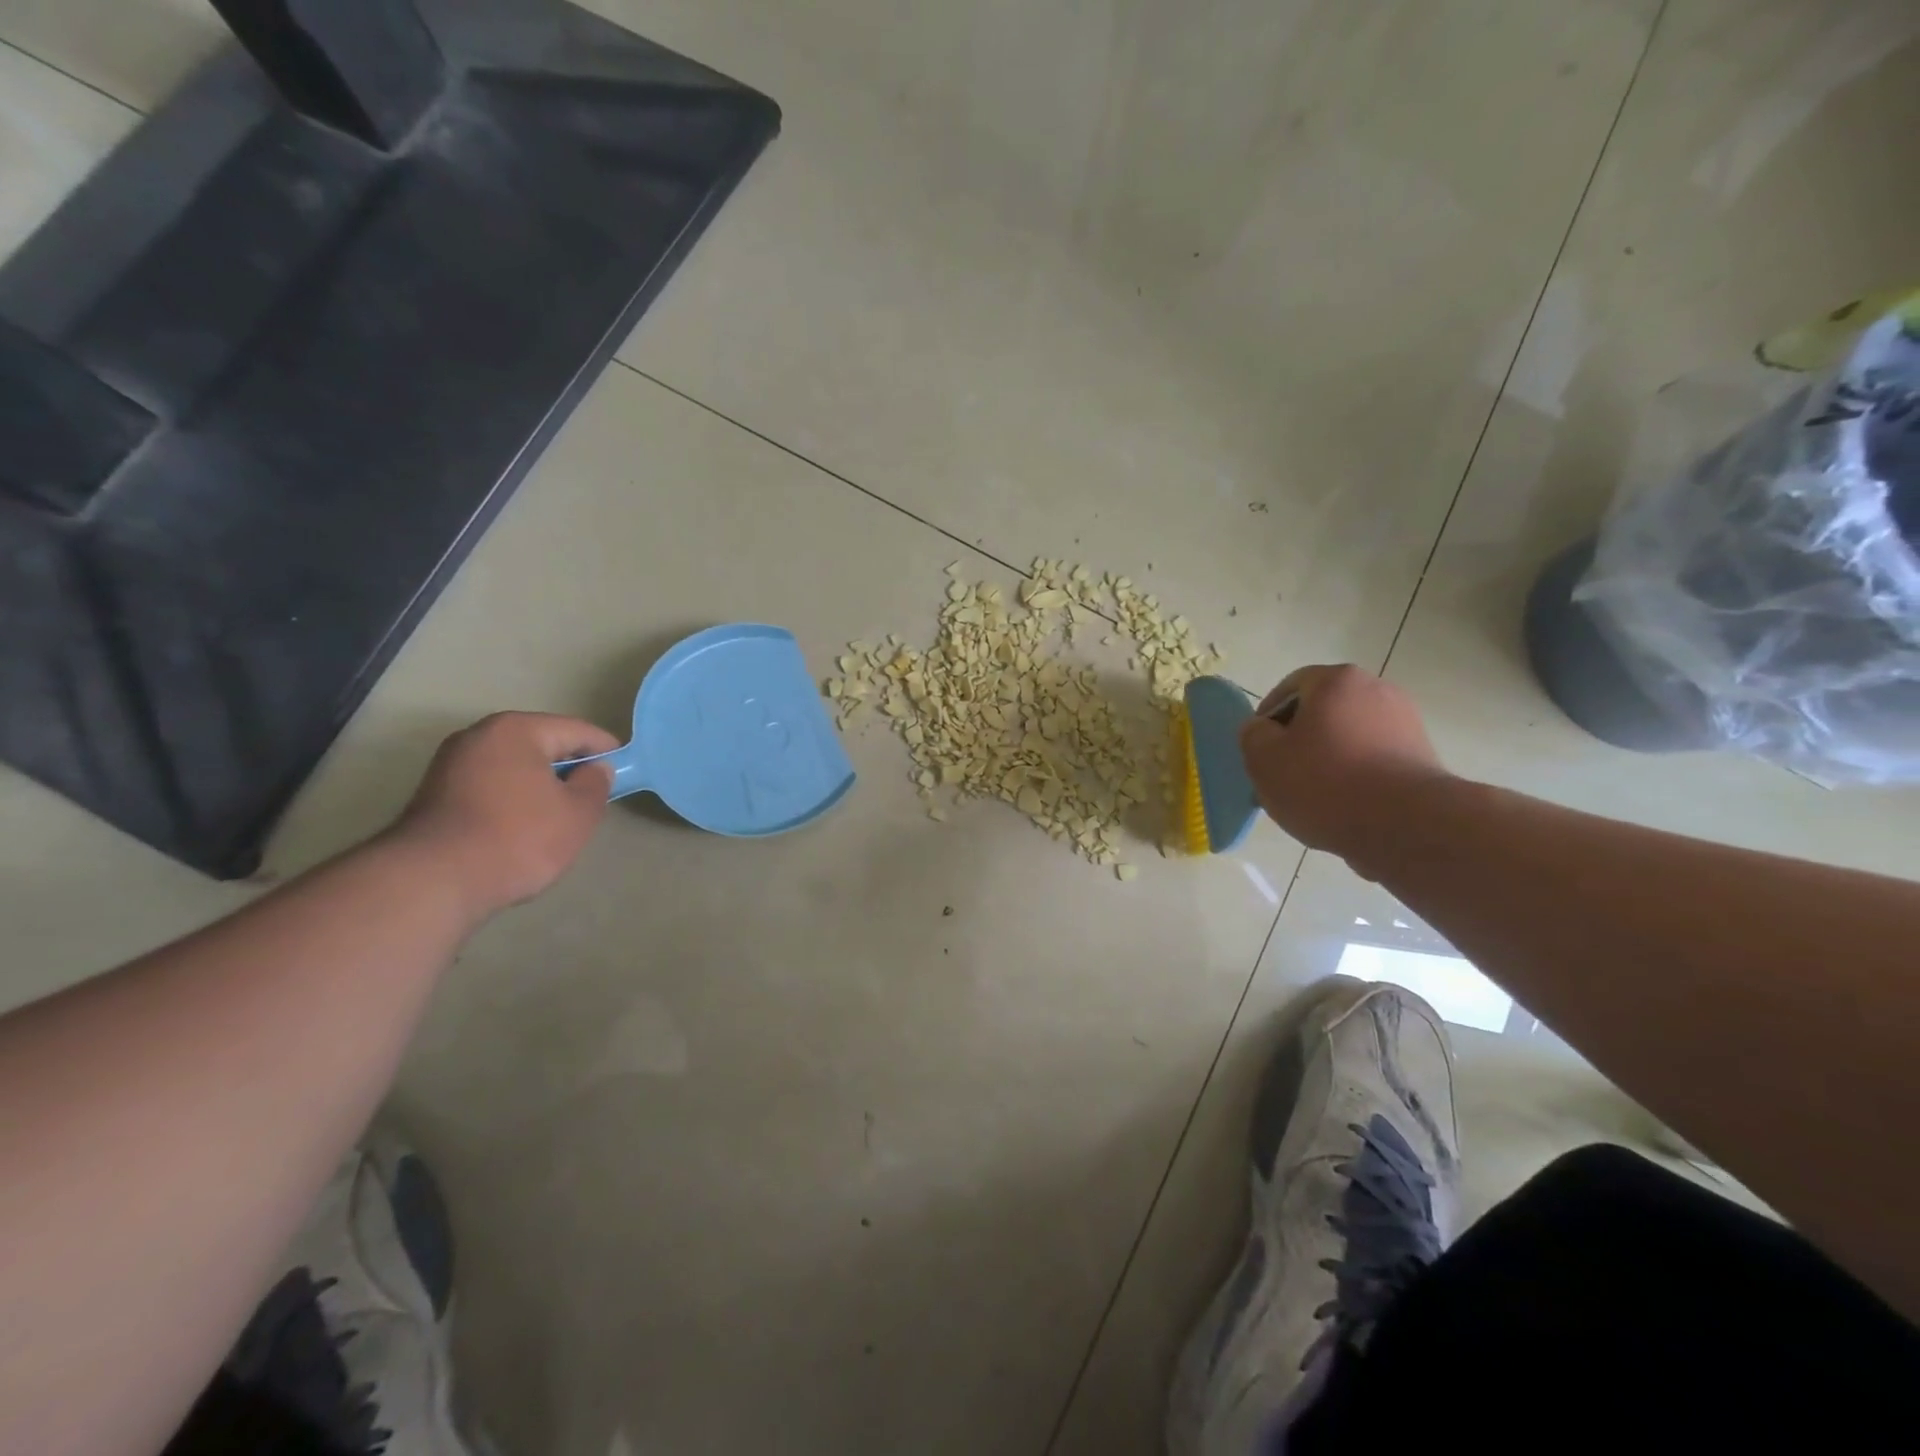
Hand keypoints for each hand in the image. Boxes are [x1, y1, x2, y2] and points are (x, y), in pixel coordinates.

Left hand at [391, 712, 619, 917]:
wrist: (434, 881)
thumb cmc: (519, 837)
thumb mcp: (578, 813)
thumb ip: (596, 784)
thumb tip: (596, 769)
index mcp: (517, 730)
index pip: (576, 730)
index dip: (606, 750)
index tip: (625, 771)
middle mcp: (479, 736)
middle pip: (541, 745)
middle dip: (570, 767)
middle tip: (593, 795)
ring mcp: (450, 764)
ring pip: (514, 767)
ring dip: (539, 785)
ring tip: (560, 816)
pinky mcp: (434, 795)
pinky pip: (490, 786)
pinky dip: (513, 799)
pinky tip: (523, 828)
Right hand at [1238, 665, 1450, 874]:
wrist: (1405, 825)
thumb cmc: (1324, 783)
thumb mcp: (1264, 759)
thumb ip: (1252, 735)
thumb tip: (1261, 729)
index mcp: (1336, 681)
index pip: (1291, 686)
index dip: (1268, 716)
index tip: (1260, 749)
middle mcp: (1377, 690)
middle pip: (1323, 712)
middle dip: (1300, 740)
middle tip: (1282, 775)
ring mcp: (1405, 723)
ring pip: (1349, 738)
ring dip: (1328, 761)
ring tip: (1312, 798)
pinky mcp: (1422, 757)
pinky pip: (1374, 760)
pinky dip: (1356, 777)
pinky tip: (1344, 807)